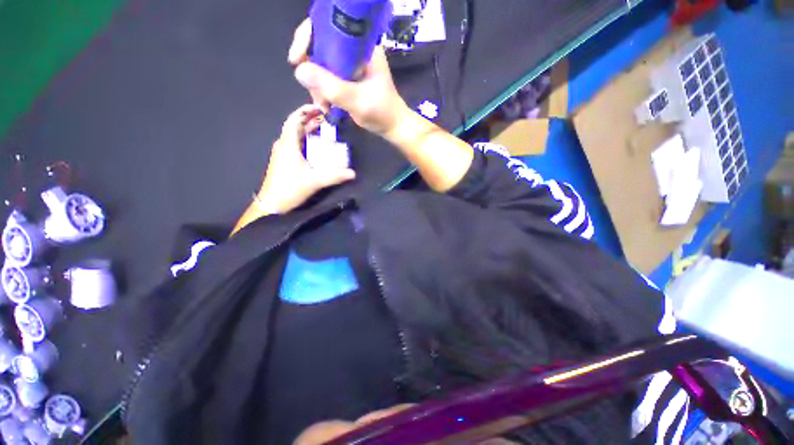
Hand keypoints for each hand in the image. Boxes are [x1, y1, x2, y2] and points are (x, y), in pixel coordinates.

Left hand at [257, 104, 355, 213]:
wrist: (272, 204)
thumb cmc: (290, 188)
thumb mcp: (314, 181)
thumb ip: (334, 176)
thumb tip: (353, 173)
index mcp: (288, 144)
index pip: (294, 119)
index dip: (305, 111)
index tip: (320, 107)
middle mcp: (284, 145)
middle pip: (296, 127)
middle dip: (311, 121)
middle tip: (328, 120)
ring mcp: (283, 154)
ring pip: (296, 137)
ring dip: (309, 132)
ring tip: (325, 131)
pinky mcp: (285, 162)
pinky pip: (296, 146)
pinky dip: (307, 142)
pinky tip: (318, 148)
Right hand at [288, 19, 409, 136]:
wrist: (392, 127)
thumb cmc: (382, 112)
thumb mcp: (357, 101)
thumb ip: (331, 87)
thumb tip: (299, 71)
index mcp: (361, 46)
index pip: (327, 27)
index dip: (307, 37)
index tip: (296, 59)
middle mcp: (353, 51)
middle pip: (319, 47)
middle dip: (313, 72)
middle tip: (317, 95)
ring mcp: (349, 65)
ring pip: (320, 66)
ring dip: (317, 87)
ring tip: (326, 106)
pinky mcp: (346, 79)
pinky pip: (326, 79)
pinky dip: (322, 93)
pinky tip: (328, 107)